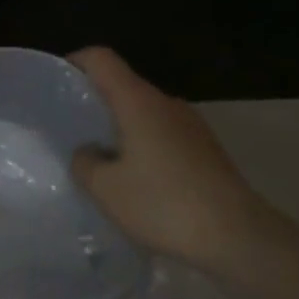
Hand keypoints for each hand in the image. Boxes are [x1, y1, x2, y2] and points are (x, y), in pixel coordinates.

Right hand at [68, 47, 269, 268]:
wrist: (242, 240)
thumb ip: (84, 161)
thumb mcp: (105, 188)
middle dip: (95, 103)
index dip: (75, 62)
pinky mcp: (208, 152)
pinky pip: (164, 136)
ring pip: (144, 114)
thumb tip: (89, 152)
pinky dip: (144, 148)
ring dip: (120, 129)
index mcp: (138, 101)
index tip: (56, 84)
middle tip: (71, 131)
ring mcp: (193, 127)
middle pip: (123, 86)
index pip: (101, 59)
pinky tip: (137, 183)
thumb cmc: (165, 204)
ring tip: (101, 162)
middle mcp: (167, 104)